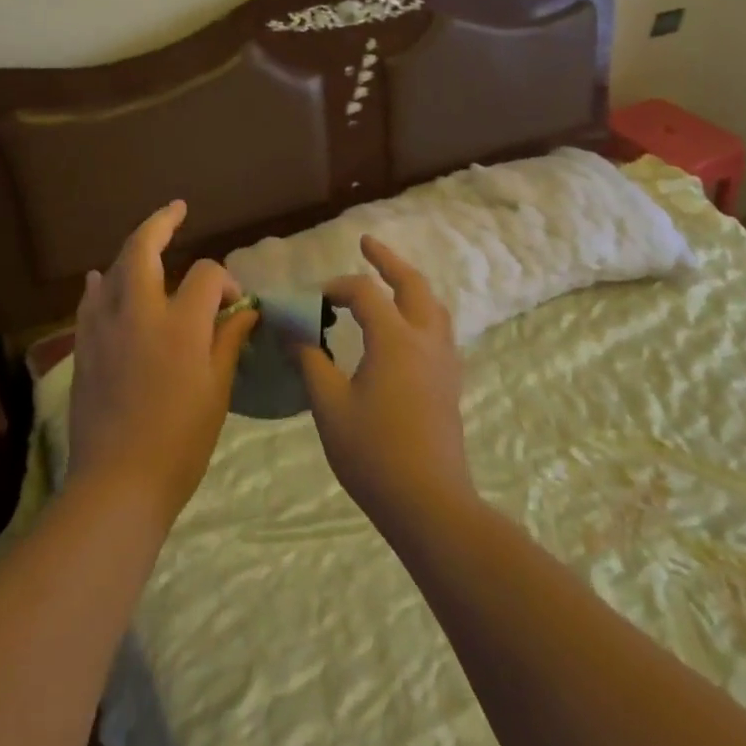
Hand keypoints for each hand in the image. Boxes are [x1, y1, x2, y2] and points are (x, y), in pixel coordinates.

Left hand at [67, 201, 258, 527]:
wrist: (118, 483)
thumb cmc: (180, 441)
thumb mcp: (217, 390)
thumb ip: (228, 341)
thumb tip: (244, 310)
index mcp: (181, 324)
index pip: (207, 275)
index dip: (226, 281)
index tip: (235, 305)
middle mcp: (139, 312)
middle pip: (144, 249)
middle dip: (161, 222)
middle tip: (177, 208)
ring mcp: (104, 327)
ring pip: (114, 269)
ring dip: (132, 250)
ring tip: (147, 241)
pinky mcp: (84, 347)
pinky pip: (90, 302)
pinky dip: (100, 285)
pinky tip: (101, 280)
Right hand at [297, 236, 475, 534]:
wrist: (429, 502)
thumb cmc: (373, 454)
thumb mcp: (329, 407)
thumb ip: (311, 363)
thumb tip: (295, 334)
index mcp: (395, 339)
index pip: (364, 292)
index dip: (335, 287)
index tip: (312, 301)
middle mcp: (425, 340)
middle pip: (413, 284)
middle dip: (388, 260)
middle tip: (367, 243)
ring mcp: (444, 361)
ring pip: (433, 305)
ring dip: (410, 284)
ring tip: (389, 280)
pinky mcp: (450, 382)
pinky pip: (440, 329)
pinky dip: (421, 312)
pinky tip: (405, 329)